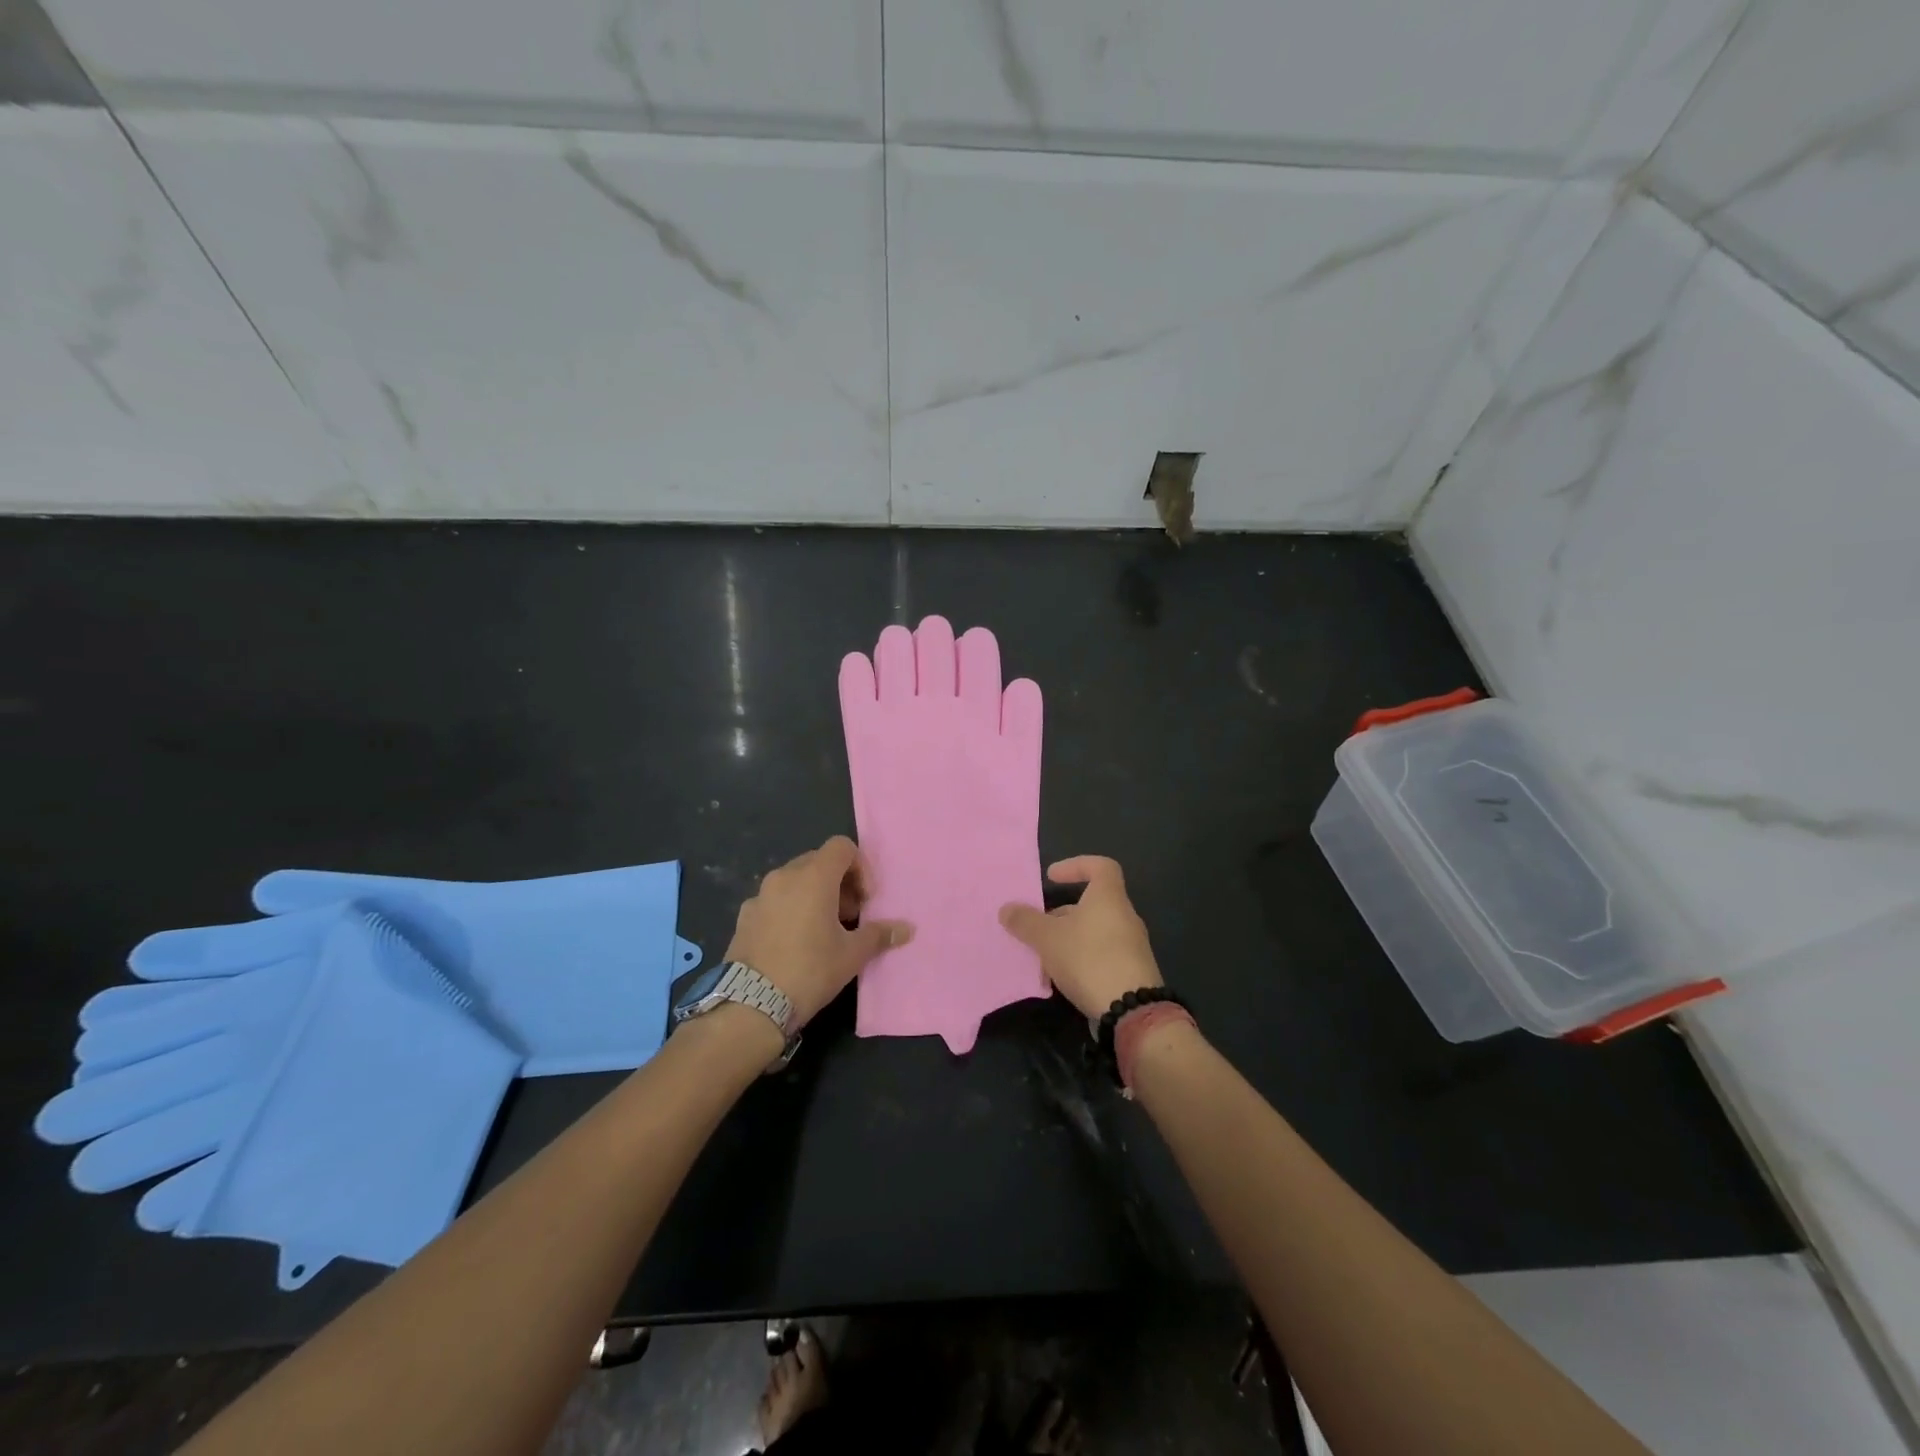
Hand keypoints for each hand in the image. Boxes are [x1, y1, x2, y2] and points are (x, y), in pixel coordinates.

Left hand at [725, 837, 913, 1027]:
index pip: (841, 847)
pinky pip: (774, 900)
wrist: (752, 1004)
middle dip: (839, 882)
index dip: (860, 867)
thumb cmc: (810, 970)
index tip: (865, 899)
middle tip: (849, 915)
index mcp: (814, 877)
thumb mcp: (852, 955)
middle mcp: (784, 876)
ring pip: (794, 880)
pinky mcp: (744, 916)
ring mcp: (760, 895)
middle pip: (818, 861)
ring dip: (814, 894)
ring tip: (823, 930)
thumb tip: (907, 929)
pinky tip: (793, 942)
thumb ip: (879, 935)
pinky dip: (789, 909)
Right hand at [998, 856, 1161, 1018]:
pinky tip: (1061, 978)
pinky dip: (1081, 958)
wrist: (1131, 1010)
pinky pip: (1102, 953)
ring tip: (1043, 956)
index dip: (1076, 865)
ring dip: (1068, 939)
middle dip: (1062, 913)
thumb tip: (1007, 908)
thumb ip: (1026, 921)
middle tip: (1038, 926)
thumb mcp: (1048, 938)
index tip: (1052, 877)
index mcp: (1108, 898)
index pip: (1100, 866)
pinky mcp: (1132, 970)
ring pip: (1094, 931)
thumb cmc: (1089, 959)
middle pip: (1092, 903)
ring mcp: (1131, 945)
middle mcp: (1124, 916)